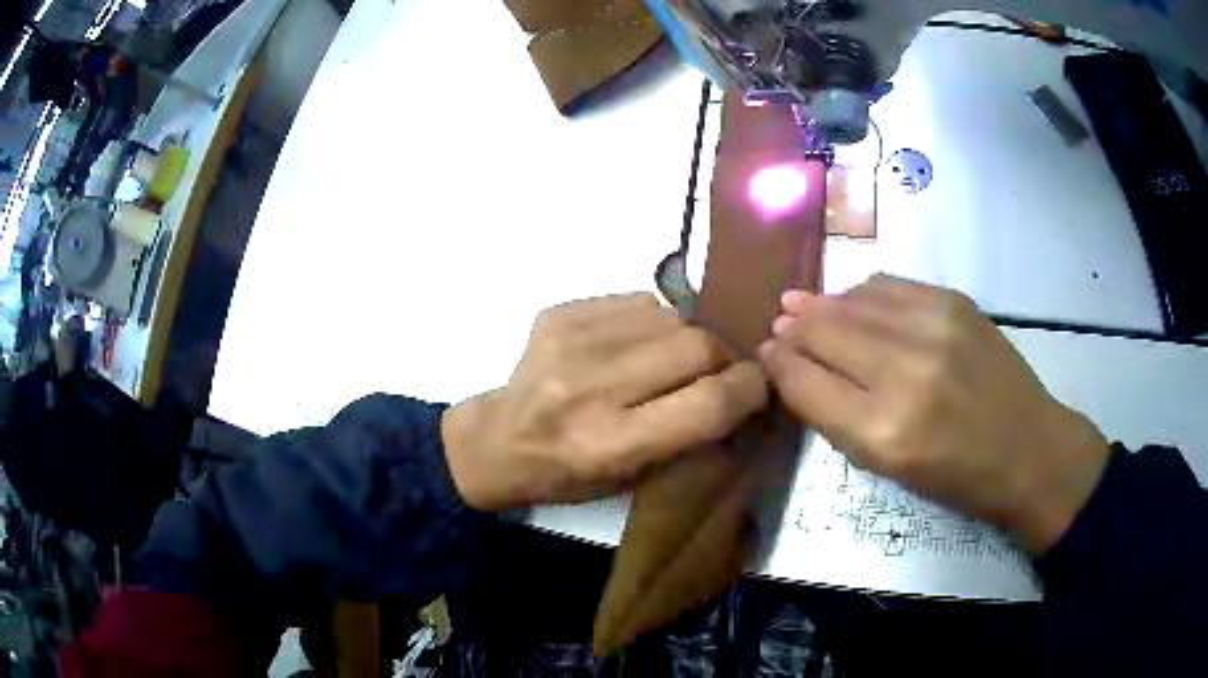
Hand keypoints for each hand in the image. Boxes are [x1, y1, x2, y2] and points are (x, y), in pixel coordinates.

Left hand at [442, 293, 767, 511]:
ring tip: (671, 359)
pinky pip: (637, 301)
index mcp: (611, 444)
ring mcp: (571, 342)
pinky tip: (634, 345)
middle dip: (723, 356)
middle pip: (697, 345)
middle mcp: (592, 387)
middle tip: (718, 370)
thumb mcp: (632, 480)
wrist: (496, 442)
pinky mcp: (560, 312)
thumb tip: (742, 387)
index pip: (709, 403)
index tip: (757, 385)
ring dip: (687, 336)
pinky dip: (652, 321)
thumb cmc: (567, 475)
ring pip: (672, 315)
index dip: (749, 389)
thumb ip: (690, 435)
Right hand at [758, 275, 1110, 552]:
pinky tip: (856, 302)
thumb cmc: (956, 475)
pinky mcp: (953, 302)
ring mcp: (932, 328)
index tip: (765, 353)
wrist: (1028, 448)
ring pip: (852, 300)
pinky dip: (861, 293)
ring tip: (806, 308)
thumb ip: (836, 415)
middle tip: (780, 324)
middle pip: (823, 331)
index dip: (777, 363)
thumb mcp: (888, 467)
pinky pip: (887, 285)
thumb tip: (794, 365)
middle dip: (793, 327)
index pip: (805, 382)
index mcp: (883, 432)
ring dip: (823, 305)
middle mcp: (904, 372)